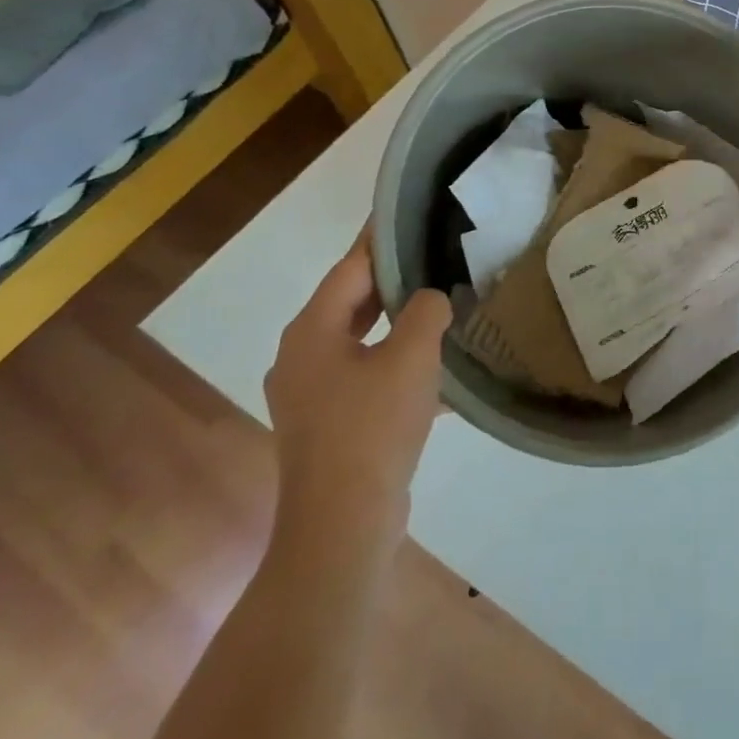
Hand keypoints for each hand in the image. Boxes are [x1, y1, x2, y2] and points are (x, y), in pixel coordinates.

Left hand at [263, 233, 450, 573]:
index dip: (380, 239)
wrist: (343, 525)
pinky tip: (430, 367)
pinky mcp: (325, 424)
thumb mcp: (412, 356)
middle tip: (433, 256)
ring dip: (394, 323)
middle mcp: (300, 356)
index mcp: (311, 332)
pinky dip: (392, 361)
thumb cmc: (373, 428)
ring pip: (358, 339)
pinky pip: (362, 374)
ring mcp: (308, 394)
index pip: (350, 268)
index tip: (406, 213)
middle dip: (391, 280)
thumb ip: (426, 311)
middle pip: (350, 302)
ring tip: (438, 305)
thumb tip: (430, 300)